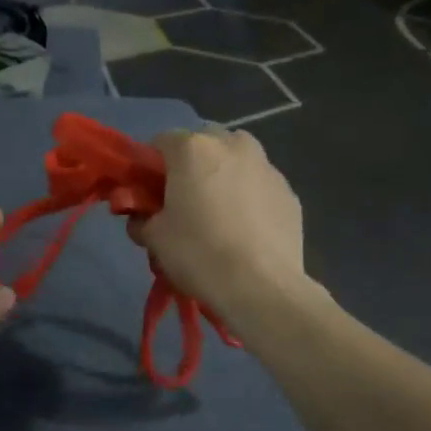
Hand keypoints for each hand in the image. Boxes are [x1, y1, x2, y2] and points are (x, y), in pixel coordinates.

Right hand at [128, 129, 311, 330]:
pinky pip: (259, 185)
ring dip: (223, 176)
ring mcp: (266, 166)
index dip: (150, 167)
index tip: (149, 194)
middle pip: (202, 143)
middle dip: (190, 165)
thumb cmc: (198, 253)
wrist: (261, 287)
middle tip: (184, 201)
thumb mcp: (154, 238)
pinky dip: (249, 197)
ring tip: (218, 214)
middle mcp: (232, 145)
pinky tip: (245, 230)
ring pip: (236, 160)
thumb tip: (143, 218)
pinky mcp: (289, 192)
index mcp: (193, 148)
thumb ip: (141, 218)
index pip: (160, 143)